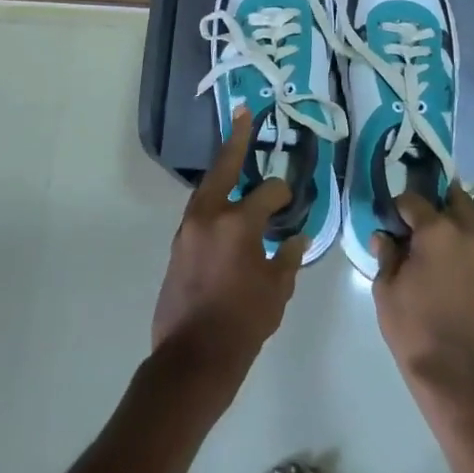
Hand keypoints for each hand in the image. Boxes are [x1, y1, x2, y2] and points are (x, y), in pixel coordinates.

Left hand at [152, 106, 306, 392]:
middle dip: (236, 139)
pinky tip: (225, 204)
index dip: (284, 194)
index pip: (268, 192)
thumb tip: (296, 238)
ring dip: (222, 170)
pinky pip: (199, 210)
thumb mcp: (276, 291)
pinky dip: (214, 199)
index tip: (292, 201)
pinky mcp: (177, 246)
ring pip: (207, 187)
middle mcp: (208, 216)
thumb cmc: (242, 325)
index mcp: (237, 224)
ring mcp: (188, 229)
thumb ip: (287, 258)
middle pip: (224, 167)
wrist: (191, 359)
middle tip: (244, 113)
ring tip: (235, 153)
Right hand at [372, 187, 473, 405]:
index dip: (397, 209)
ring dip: (455, 218)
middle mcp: (471, 230)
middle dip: (432, 205)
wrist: (462, 378)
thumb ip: (386, 254)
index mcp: (439, 230)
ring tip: (437, 243)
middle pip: (451, 197)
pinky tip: (453, 261)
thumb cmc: (416, 331)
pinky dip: (469, 238)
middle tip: (415, 227)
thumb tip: (386, 236)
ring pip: (473, 215)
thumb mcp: (386, 291)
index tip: (390, 223)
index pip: (413, 200)